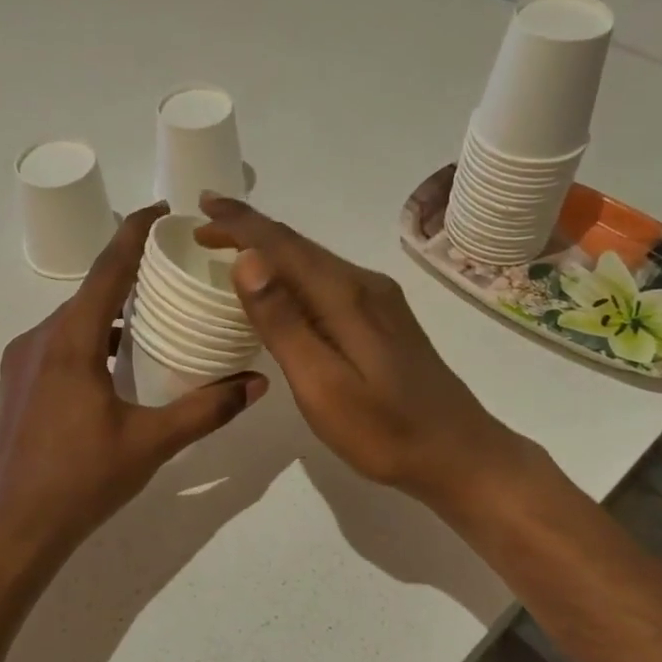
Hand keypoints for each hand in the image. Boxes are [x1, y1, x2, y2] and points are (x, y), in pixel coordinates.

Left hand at [0, 203, 267, 571]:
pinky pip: (58, 345)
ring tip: (155, 321)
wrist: (12, 530)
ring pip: (73, 321)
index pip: (108, 268)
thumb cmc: (81, 482)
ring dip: (111, 314)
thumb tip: (257, 384)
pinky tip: (116, 367)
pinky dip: (91, 340)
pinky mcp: (15, 386)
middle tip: (175, 274)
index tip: (163, 210)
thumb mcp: (151, 443)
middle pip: (90, 292)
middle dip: (131, 276)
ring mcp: (20, 363)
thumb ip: (207, 409)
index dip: (135, 232)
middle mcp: (38, 339)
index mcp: (70, 341)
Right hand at [197, 194, 522, 511]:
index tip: (201, 206)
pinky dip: (294, 273)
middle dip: (250, 230)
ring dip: (272, 250)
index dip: (240, 223)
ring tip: (233, 248)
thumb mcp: (323, 385)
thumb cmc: (384, 431)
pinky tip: (282, 288)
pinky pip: (328, 281)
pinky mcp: (385, 321)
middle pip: (299, 246)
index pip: (283, 245)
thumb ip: (283, 323)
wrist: (459, 454)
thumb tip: (247, 259)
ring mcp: (379, 302)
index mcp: (345, 297)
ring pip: (315, 262)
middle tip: (206, 226)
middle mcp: (364, 286)